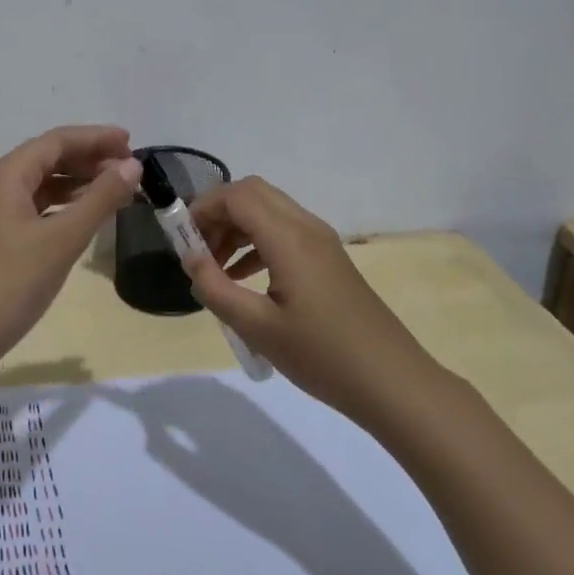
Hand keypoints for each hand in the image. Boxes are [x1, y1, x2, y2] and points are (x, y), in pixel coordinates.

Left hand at [0, 125, 141, 365]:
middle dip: (89, 160)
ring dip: (78, 184)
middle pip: (48, 158)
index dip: (96, 138)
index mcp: (6, 174)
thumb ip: (100, 199)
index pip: (57, 141)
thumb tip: (131, 165)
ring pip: (41, 185)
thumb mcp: (63, 239)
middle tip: (129, 170)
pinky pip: (34, 208)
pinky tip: (84, 218)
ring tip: (115, 192)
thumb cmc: (11, 282)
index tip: (132, 143)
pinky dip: (62, 207)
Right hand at [183, 177, 436, 422]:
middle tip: (197, 249)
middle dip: (218, 212)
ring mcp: (321, 241)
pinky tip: (243, 278)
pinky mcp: (328, 258)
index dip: (202, 208)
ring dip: (236, 227)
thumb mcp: (257, 327)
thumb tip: (190, 259)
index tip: (181, 240)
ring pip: (268, 210)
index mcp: (288, 238)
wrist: (391, 381)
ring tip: (215, 268)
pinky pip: (284, 231)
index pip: (237, 195)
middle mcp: (306, 227)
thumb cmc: (321, 355)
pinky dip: (256, 241)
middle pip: (252, 193)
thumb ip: (215, 288)